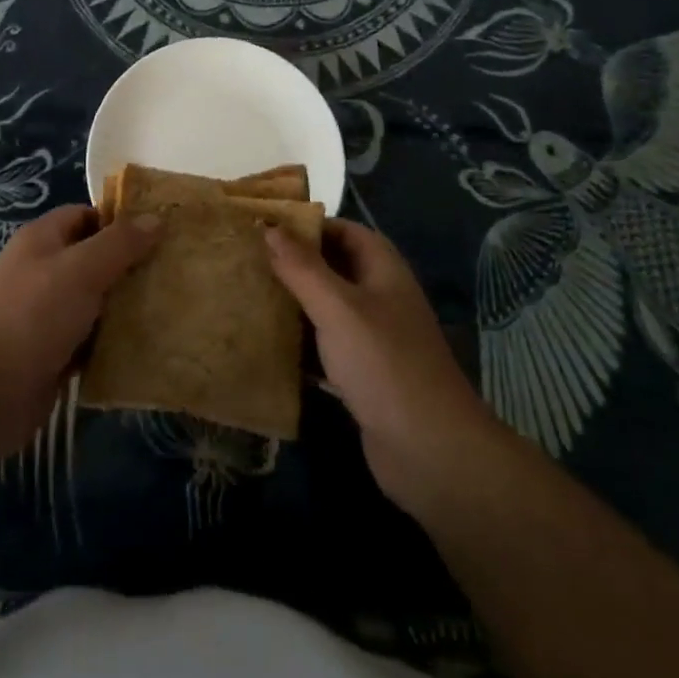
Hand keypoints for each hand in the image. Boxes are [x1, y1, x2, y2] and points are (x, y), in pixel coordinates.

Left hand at [0, 204, 162, 460]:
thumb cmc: (32, 316)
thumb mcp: (82, 269)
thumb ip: (120, 243)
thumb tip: (156, 217)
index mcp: (41, 240)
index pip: (85, 216)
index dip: (119, 221)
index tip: (159, 233)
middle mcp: (40, 272)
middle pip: (92, 260)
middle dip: (128, 266)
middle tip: (172, 272)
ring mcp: (43, 316)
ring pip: (93, 303)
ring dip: (123, 308)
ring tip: (168, 308)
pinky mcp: (49, 356)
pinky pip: (88, 342)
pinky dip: (110, 344)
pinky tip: (144, 347)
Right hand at [265, 217, 496, 522]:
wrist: (430, 451)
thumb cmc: (383, 363)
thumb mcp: (338, 307)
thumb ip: (302, 267)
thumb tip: (269, 226)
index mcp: (382, 269)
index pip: (343, 230)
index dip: (307, 226)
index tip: (264, 227)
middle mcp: (380, 297)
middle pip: (333, 268)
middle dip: (294, 264)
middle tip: (247, 261)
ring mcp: (374, 338)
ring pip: (326, 309)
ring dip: (294, 304)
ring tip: (248, 297)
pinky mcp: (363, 375)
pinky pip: (326, 347)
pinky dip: (301, 344)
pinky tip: (266, 345)